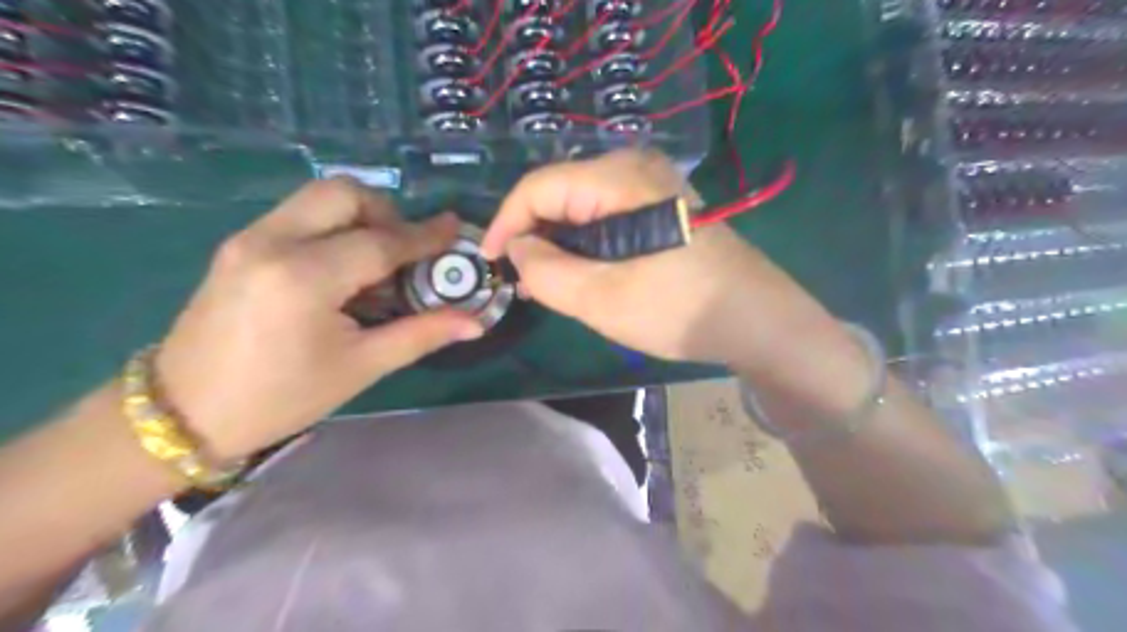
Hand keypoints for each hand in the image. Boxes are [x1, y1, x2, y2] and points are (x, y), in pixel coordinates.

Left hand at [152, 179, 484, 458]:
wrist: (185, 412)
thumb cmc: (282, 396)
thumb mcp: (361, 367)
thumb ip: (422, 334)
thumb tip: (476, 322)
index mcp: (304, 278)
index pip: (380, 243)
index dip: (424, 236)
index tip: (454, 229)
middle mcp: (272, 242)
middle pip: (343, 193)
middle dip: (386, 212)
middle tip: (406, 250)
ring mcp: (249, 238)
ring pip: (318, 197)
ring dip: (359, 215)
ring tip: (377, 259)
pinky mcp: (239, 244)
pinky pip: (299, 214)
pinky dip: (333, 226)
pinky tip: (342, 267)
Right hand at [478, 149, 830, 369]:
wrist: (757, 320)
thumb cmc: (679, 308)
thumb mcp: (601, 298)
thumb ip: (546, 271)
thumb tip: (519, 249)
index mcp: (618, 178)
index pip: (539, 186)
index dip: (505, 222)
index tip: (488, 261)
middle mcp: (634, 167)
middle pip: (560, 194)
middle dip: (534, 236)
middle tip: (522, 281)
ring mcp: (653, 186)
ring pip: (582, 208)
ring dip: (560, 244)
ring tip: (547, 285)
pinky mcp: (663, 207)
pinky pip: (607, 218)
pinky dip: (586, 245)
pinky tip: (583, 274)